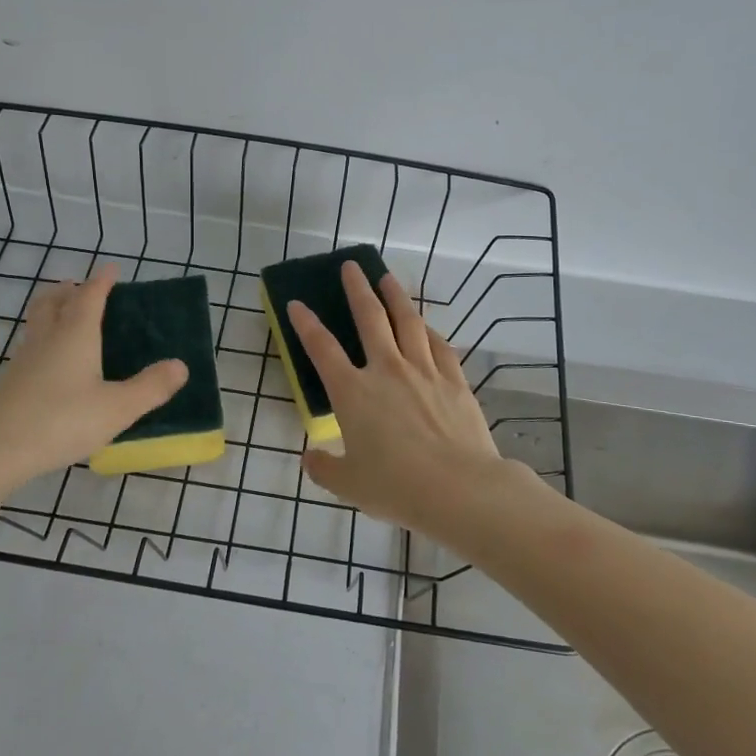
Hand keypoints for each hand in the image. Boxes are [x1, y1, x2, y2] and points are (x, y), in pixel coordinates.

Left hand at [0, 264, 186, 485]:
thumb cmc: (62, 421)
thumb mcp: (118, 408)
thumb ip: (151, 387)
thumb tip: (181, 366)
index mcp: (75, 334)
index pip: (89, 296)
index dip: (102, 281)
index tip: (111, 269)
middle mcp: (48, 338)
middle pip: (53, 301)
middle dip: (68, 290)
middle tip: (80, 287)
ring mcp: (24, 360)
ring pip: (37, 322)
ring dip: (51, 310)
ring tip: (65, 316)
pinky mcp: (11, 382)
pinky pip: (30, 346)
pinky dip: (44, 339)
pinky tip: (51, 362)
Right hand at [287, 263, 536, 537]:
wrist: (459, 489)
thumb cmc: (396, 487)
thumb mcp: (348, 484)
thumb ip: (324, 468)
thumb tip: (309, 458)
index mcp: (353, 392)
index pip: (322, 348)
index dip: (306, 324)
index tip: (296, 304)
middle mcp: (386, 370)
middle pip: (369, 318)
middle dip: (357, 289)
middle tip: (351, 266)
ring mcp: (423, 370)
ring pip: (407, 321)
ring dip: (395, 296)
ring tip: (387, 277)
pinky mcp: (454, 379)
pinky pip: (438, 345)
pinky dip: (428, 329)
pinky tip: (425, 324)